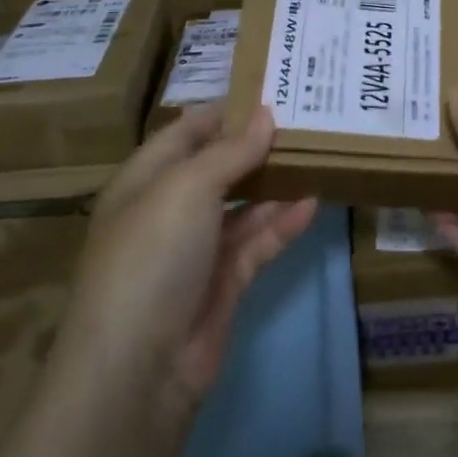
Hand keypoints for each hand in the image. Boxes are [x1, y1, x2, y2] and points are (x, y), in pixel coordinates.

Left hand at [51, 105, 317, 429]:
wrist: (139, 367)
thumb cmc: (151, 256)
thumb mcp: (186, 189)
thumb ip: (230, 152)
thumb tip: (265, 115)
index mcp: (145, 180)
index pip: (186, 132)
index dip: (224, 111)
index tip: (271, 89)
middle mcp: (169, 211)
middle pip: (217, 168)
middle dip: (256, 146)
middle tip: (306, 120)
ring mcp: (197, 250)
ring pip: (242, 206)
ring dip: (275, 184)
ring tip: (318, 155)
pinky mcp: (223, 284)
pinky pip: (257, 243)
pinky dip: (282, 224)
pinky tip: (313, 203)